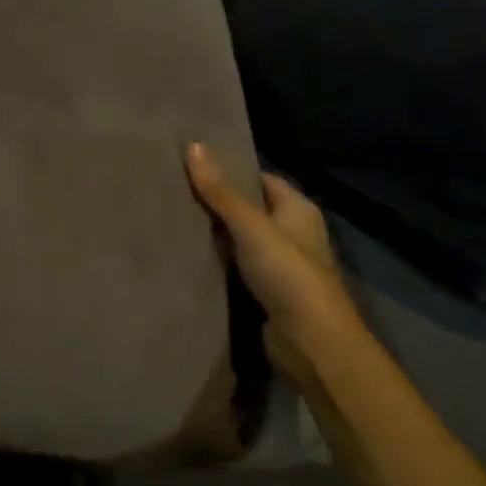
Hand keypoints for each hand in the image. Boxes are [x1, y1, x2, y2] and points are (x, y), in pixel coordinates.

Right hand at [186, 142, 371, 382]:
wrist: (311, 341)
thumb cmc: (287, 272)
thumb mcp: (250, 225)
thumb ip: (220, 191)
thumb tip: (193, 145)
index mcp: (298, 209)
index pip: (261, 179)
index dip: (231, 171)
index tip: (193, 166)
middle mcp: (294, 233)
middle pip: (250, 210)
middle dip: (218, 204)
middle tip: (175, 191)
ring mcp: (282, 265)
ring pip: (242, 241)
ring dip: (216, 236)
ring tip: (174, 219)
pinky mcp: (269, 293)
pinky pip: (239, 269)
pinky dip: (219, 264)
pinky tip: (189, 257)